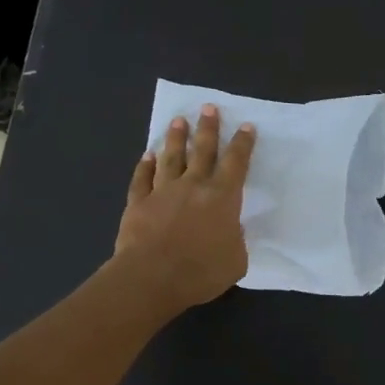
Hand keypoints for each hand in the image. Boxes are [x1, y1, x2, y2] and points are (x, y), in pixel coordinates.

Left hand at [114, 105, 256, 314]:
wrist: (152, 277)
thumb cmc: (201, 271)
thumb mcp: (236, 261)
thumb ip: (236, 241)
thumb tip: (231, 230)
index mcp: (222, 198)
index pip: (236, 163)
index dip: (243, 144)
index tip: (246, 126)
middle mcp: (193, 186)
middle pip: (202, 150)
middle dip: (208, 128)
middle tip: (208, 108)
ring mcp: (163, 192)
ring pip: (171, 158)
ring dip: (176, 138)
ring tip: (178, 120)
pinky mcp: (138, 203)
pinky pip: (142, 179)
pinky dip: (144, 166)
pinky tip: (147, 156)